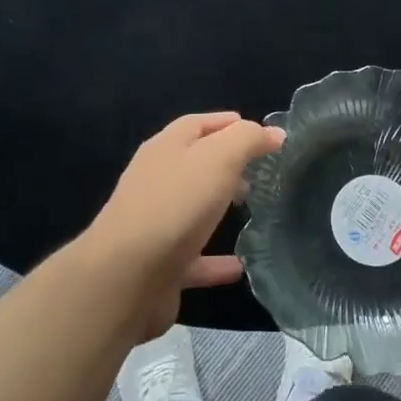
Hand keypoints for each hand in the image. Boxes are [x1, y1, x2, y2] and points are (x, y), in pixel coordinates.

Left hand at [84, 112, 284, 337]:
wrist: (127, 277)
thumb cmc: (175, 205)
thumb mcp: (219, 158)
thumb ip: (248, 140)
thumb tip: (274, 132)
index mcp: (166, 148)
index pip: (197, 124)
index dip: (227, 123)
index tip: (260, 131)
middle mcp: (156, 181)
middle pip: (194, 164)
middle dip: (226, 164)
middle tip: (259, 171)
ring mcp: (155, 224)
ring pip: (193, 209)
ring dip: (219, 207)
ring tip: (252, 208)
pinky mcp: (160, 265)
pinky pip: (195, 259)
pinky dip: (216, 262)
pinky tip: (241, 267)